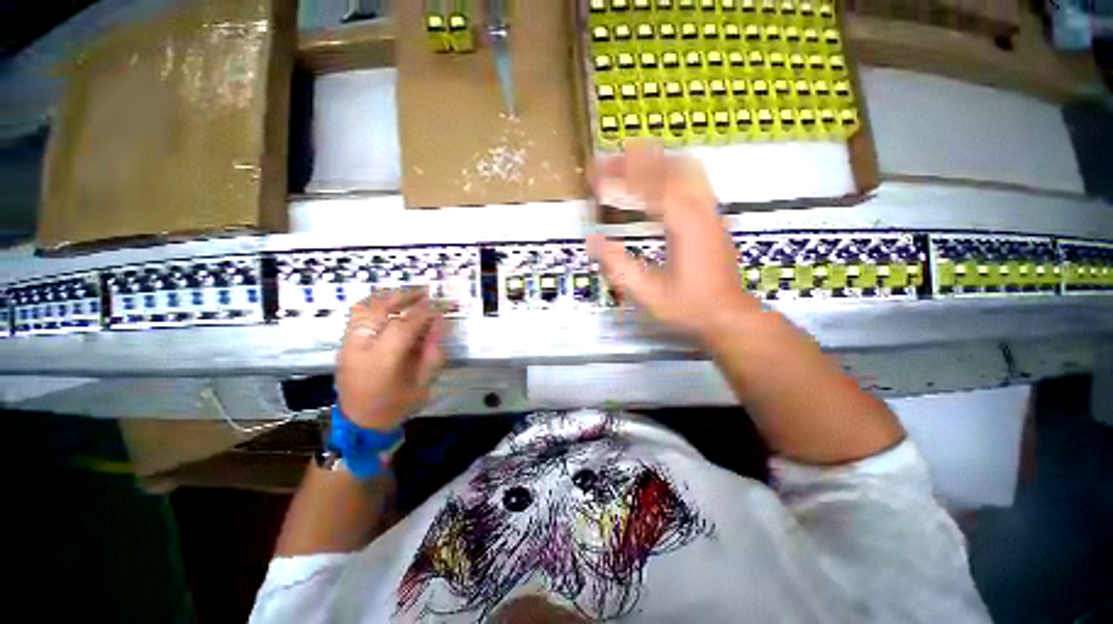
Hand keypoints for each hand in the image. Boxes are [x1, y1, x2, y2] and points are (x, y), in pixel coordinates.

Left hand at [335, 290, 446, 429]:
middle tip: (427, 293)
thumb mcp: (421, 387)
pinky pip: (358, 312)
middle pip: (384, 307)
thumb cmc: (393, 408)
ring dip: (390, 296)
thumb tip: (441, 323)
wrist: (359, 423)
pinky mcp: (344, 340)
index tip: (443, 305)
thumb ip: (432, 353)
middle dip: (407, 297)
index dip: (427, 311)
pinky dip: (375, 302)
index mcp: (382, 359)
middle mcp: (362, 344)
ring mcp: (349, 340)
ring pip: (367, 305)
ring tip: (409, 296)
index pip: (406, 324)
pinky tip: (388, 304)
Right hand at [587, 140, 759, 342]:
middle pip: (666, 167)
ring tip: (630, 158)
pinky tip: (661, 176)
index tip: (594, 175)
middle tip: (606, 162)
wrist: (730, 316)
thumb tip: (594, 241)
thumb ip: (619, 267)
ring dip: (655, 160)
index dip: (618, 176)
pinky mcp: (716, 218)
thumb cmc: (691, 308)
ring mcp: (711, 211)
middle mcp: (700, 209)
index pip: (647, 185)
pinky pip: (695, 180)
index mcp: (683, 223)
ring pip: (685, 168)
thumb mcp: (650, 294)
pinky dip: (673, 171)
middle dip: (633, 160)